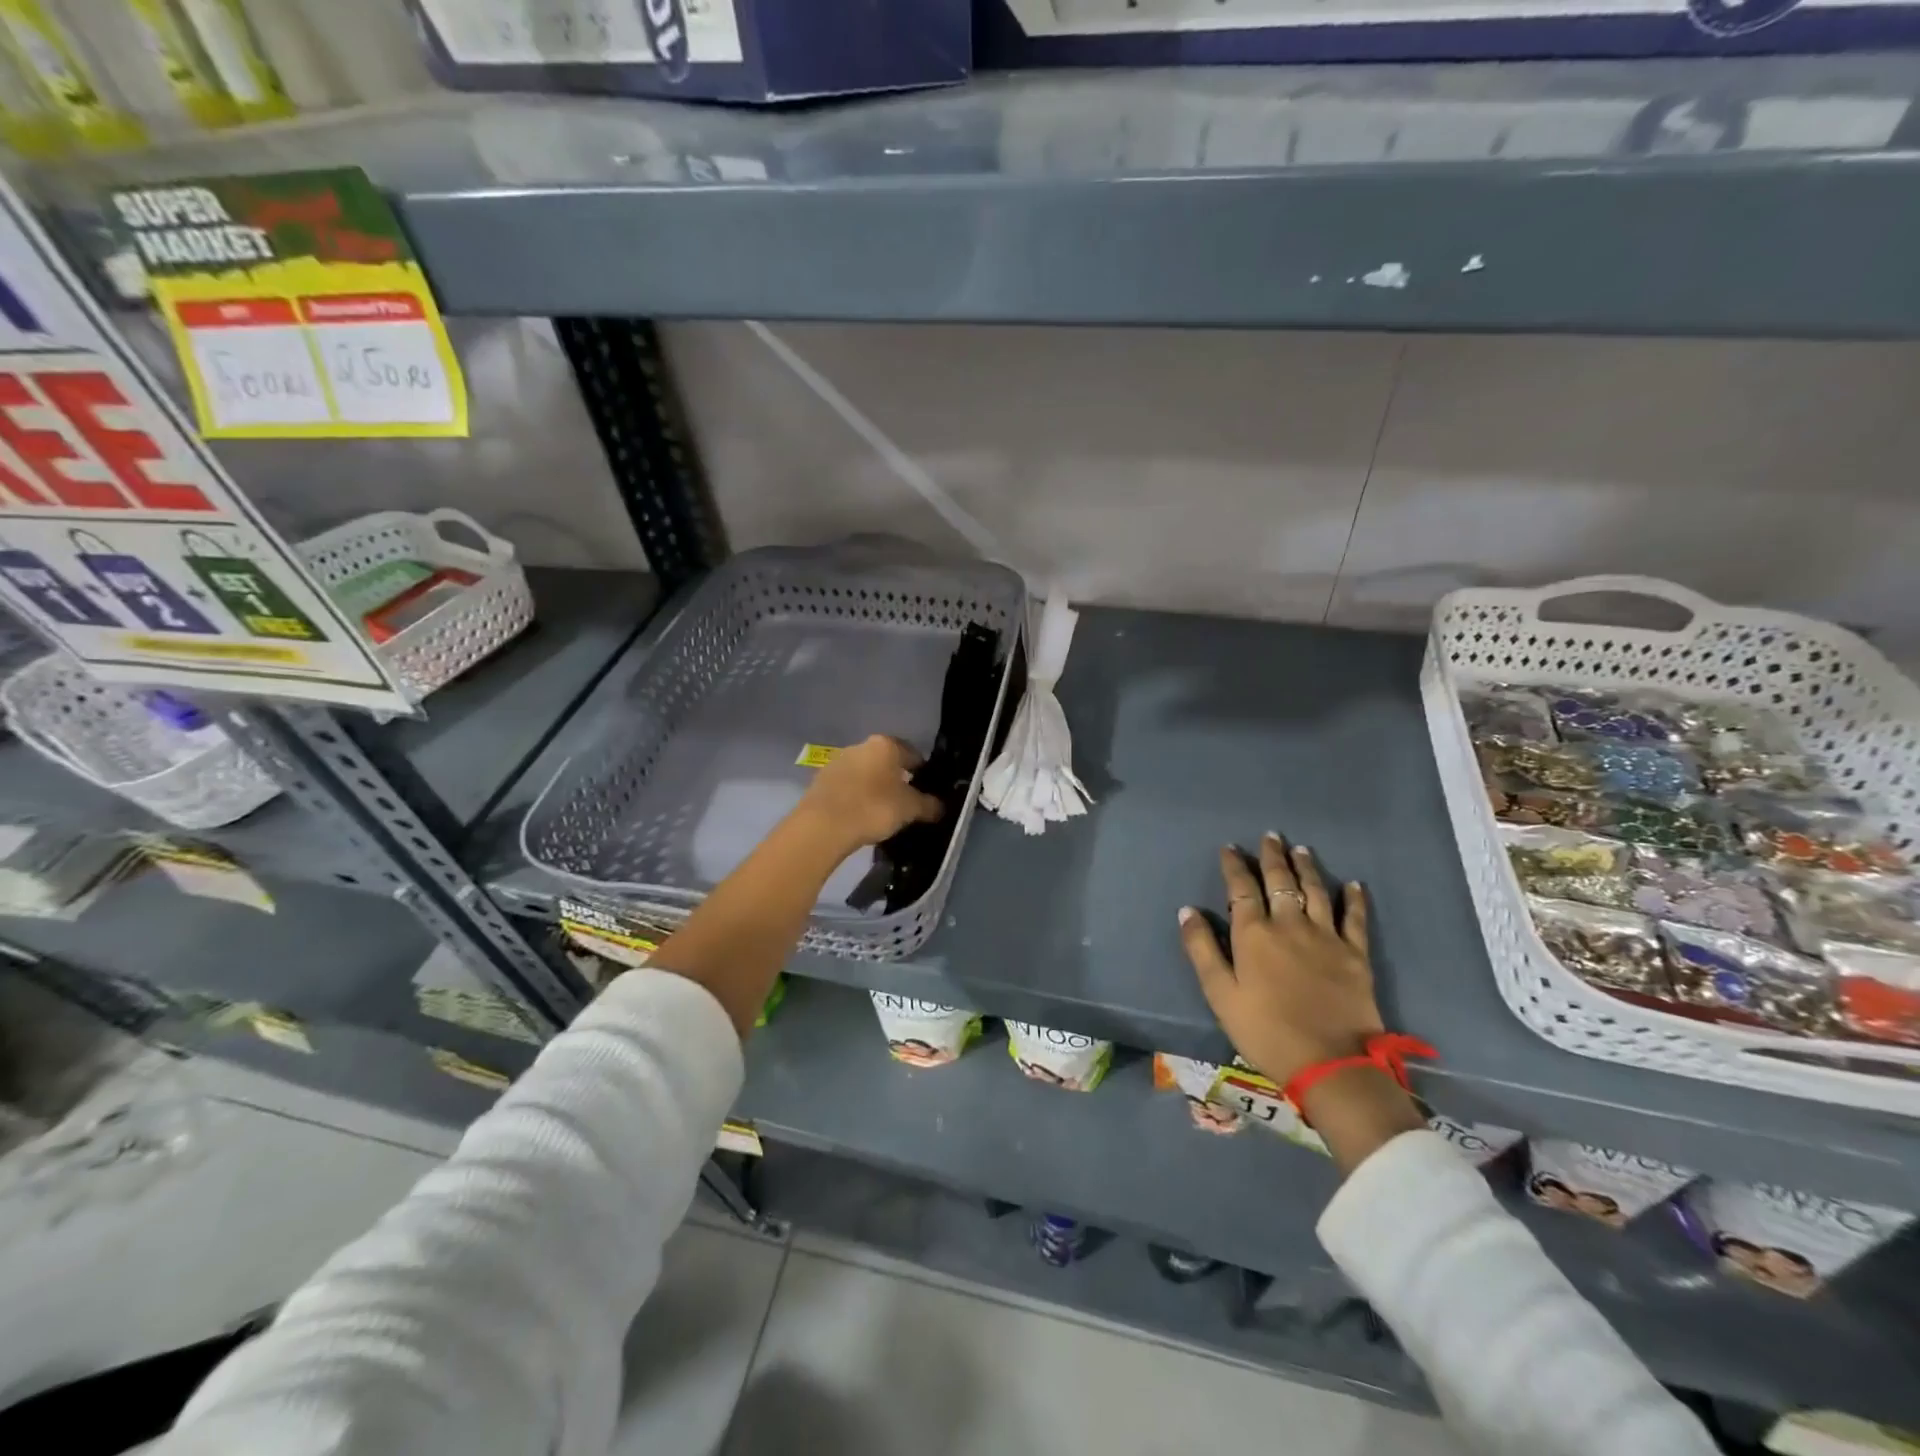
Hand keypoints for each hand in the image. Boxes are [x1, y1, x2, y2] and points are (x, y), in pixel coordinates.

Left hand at [795, 734, 942, 854]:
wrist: (823, 825)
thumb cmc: (873, 808)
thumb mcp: (910, 808)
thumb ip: (929, 805)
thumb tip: (940, 806)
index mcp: (886, 745)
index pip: (912, 753)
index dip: (923, 772)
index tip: (926, 790)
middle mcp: (861, 746)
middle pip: (886, 761)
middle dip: (897, 778)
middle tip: (905, 802)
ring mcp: (838, 761)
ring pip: (865, 772)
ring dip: (874, 787)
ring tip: (882, 812)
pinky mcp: (820, 780)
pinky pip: (847, 786)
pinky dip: (856, 796)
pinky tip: (860, 815)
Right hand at [1177, 833, 1382, 1086]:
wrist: (1330, 1062)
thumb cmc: (1264, 1030)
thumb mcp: (1220, 994)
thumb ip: (1202, 949)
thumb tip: (1187, 911)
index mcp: (1253, 934)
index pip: (1241, 888)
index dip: (1234, 866)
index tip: (1229, 848)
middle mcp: (1289, 924)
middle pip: (1280, 881)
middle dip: (1273, 857)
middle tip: (1270, 836)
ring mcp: (1326, 937)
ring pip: (1316, 891)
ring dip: (1307, 867)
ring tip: (1301, 849)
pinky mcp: (1355, 954)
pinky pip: (1355, 918)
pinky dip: (1354, 898)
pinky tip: (1354, 884)